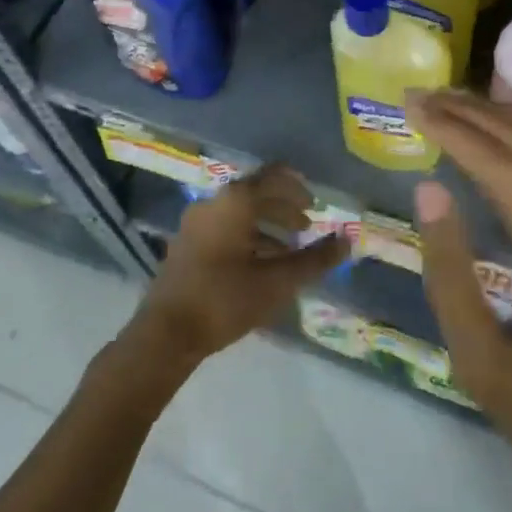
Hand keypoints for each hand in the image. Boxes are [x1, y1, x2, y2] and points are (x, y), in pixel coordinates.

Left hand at [135, 164, 348, 367]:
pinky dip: (247, 235)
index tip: (315, 203)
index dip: (297, 187)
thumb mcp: (277, 282)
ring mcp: (195, 222)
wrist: (164, 335)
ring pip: (239, 212)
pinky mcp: (186, 243)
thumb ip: (314, 260)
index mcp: (236, 200)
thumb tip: (347, 241)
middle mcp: (214, 201)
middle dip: (284, 208)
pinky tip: (259, 264)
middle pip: (256, 193)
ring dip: (266, 224)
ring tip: (288, 249)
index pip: (274, 176)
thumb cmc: (225, 300)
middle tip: (306, 227)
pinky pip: (224, 226)